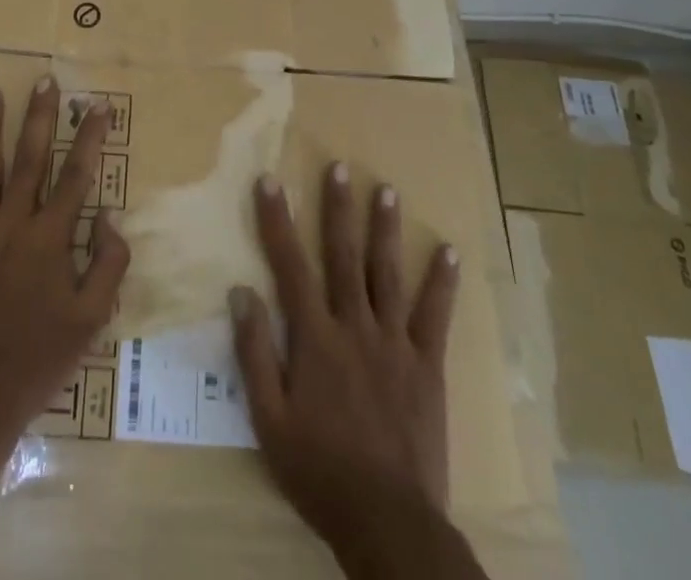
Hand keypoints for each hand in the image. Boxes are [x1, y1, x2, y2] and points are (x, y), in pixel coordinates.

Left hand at [0, 75, 129, 464]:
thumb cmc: (37, 359)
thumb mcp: (91, 320)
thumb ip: (108, 263)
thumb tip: (110, 213)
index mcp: (52, 237)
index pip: (77, 174)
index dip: (90, 137)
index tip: (98, 105)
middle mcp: (14, 222)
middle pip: (31, 157)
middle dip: (40, 116)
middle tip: (45, 80)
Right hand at [230, 163, 461, 554]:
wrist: (388, 522)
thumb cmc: (319, 471)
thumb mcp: (269, 420)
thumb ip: (253, 354)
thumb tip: (241, 292)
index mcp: (314, 338)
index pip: (290, 266)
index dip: (278, 221)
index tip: (270, 181)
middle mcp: (354, 327)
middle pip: (343, 256)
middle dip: (339, 209)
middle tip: (340, 167)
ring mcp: (395, 344)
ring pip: (387, 274)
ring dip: (386, 230)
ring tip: (387, 191)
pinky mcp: (427, 366)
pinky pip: (435, 317)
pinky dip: (442, 283)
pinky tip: (450, 252)